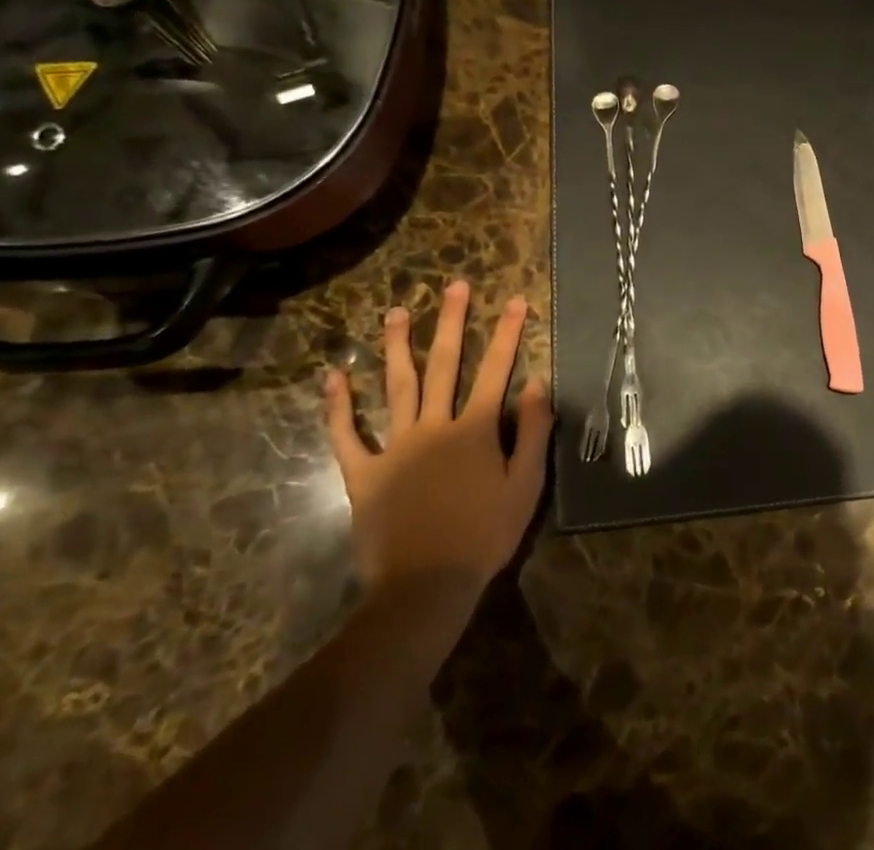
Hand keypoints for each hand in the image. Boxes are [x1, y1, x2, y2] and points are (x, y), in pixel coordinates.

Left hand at [322, 281, 553, 601]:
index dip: (507, 333)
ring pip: (396, 387)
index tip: (515, 300)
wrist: (425, 587)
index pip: (496, 370)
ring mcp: (395, 447)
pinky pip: (347, 436)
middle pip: (444, 365)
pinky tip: (333, 377)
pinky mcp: (364, 474)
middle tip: (454, 286)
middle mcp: (434, 426)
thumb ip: (534, 430)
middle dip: (451, 322)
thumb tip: (539, 381)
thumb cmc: (484, 535)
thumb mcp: (526, 485)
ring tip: (396, 312)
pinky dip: (338, 407)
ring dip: (397, 347)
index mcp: (475, 429)